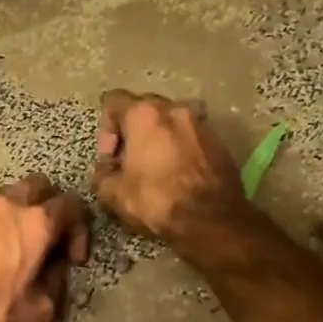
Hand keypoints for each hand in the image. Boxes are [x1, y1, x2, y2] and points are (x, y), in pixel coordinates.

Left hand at [0, 174, 90, 321]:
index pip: (71, 205)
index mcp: (36, 223)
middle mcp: (8, 205)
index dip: (79, 230)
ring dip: (21, 212)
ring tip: (18, 242)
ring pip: (10, 194)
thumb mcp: (40, 308)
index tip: (72, 257)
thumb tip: (56, 268)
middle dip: (51, 206)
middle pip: (40, 185)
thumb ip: (57, 281)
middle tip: (49, 236)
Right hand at [91, 89, 245, 243]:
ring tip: (157, 167)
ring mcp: (202, 123)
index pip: (113, 101)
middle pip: (145, 108)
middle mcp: (175, 109)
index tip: (110, 158)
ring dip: (160, 139)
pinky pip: (192, 139)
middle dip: (133, 132)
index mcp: (144, 114)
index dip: (105, 130)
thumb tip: (106, 169)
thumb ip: (102, 174)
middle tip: (130, 161)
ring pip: (172, 123)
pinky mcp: (221, 143)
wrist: (212, 220)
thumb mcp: (113, 194)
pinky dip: (181, 150)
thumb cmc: (157, 200)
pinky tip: (178, 176)